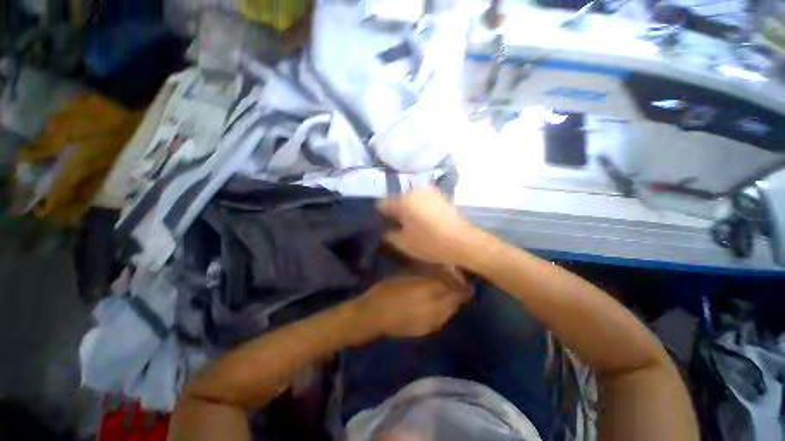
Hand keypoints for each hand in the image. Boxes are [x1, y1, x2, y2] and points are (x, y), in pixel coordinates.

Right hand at [352, 276, 469, 338]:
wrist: (373, 316)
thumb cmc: (387, 290)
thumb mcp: (406, 276)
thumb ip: (426, 276)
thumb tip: (441, 272)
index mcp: (428, 290)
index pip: (453, 284)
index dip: (458, 279)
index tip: (459, 273)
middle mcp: (435, 307)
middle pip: (456, 299)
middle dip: (459, 290)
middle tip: (455, 282)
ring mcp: (432, 322)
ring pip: (451, 310)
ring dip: (452, 301)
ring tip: (446, 293)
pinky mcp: (427, 330)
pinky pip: (442, 319)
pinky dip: (444, 311)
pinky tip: (435, 306)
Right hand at [377, 186, 477, 265]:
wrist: (462, 241)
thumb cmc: (430, 243)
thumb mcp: (404, 243)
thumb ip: (389, 235)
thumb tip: (385, 229)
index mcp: (403, 201)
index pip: (383, 204)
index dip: (380, 214)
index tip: (383, 224)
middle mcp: (414, 191)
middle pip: (398, 200)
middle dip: (396, 211)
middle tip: (397, 225)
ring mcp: (429, 191)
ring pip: (411, 199)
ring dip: (408, 208)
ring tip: (411, 223)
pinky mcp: (440, 195)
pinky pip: (423, 199)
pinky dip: (419, 207)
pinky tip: (424, 219)